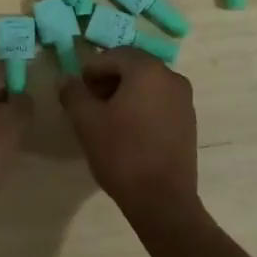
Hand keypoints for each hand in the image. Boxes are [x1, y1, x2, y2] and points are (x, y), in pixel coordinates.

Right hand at [59, 48, 198, 228]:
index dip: (91, 70)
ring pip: (147, 84)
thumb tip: (67, 80)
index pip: (113, 55)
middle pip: (132, 67)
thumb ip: (73, 93)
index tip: (78, 93)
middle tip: (89, 104)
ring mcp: (184, 99)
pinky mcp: (189, 120)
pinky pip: (160, 101)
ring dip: (125, 93)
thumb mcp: (86, 121)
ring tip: (107, 119)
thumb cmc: (122, 154)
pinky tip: (128, 131)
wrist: (162, 200)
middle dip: (108, 80)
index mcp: (147, 70)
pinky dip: (142, 106)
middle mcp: (171, 77)